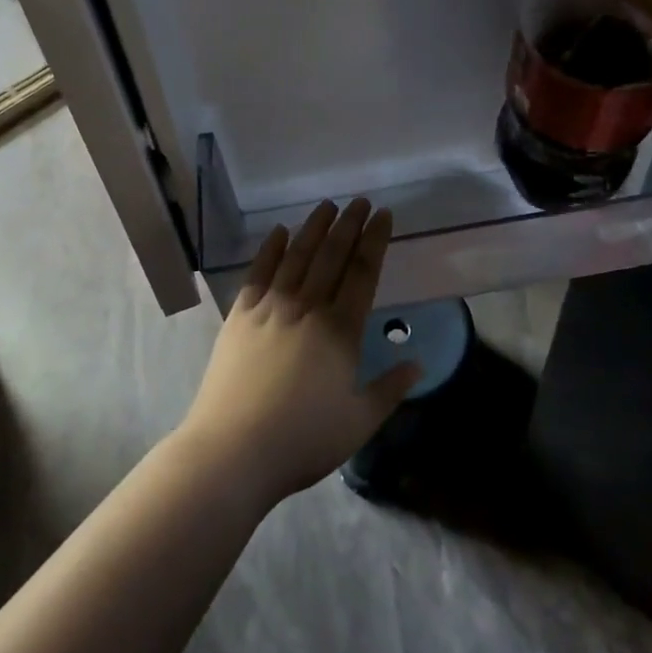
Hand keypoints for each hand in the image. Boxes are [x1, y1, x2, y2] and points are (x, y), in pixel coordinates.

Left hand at [177, 199, 417, 508]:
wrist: (233, 451)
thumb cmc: (303, 440)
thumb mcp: (359, 421)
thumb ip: (390, 388)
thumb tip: (417, 362)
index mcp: (340, 330)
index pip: (363, 272)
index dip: (375, 240)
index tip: (384, 215)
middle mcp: (307, 308)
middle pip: (332, 255)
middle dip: (349, 225)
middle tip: (360, 201)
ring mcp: (270, 308)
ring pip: (297, 256)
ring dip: (314, 228)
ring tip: (327, 206)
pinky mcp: (239, 316)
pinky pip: (258, 272)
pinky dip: (270, 249)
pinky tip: (280, 232)